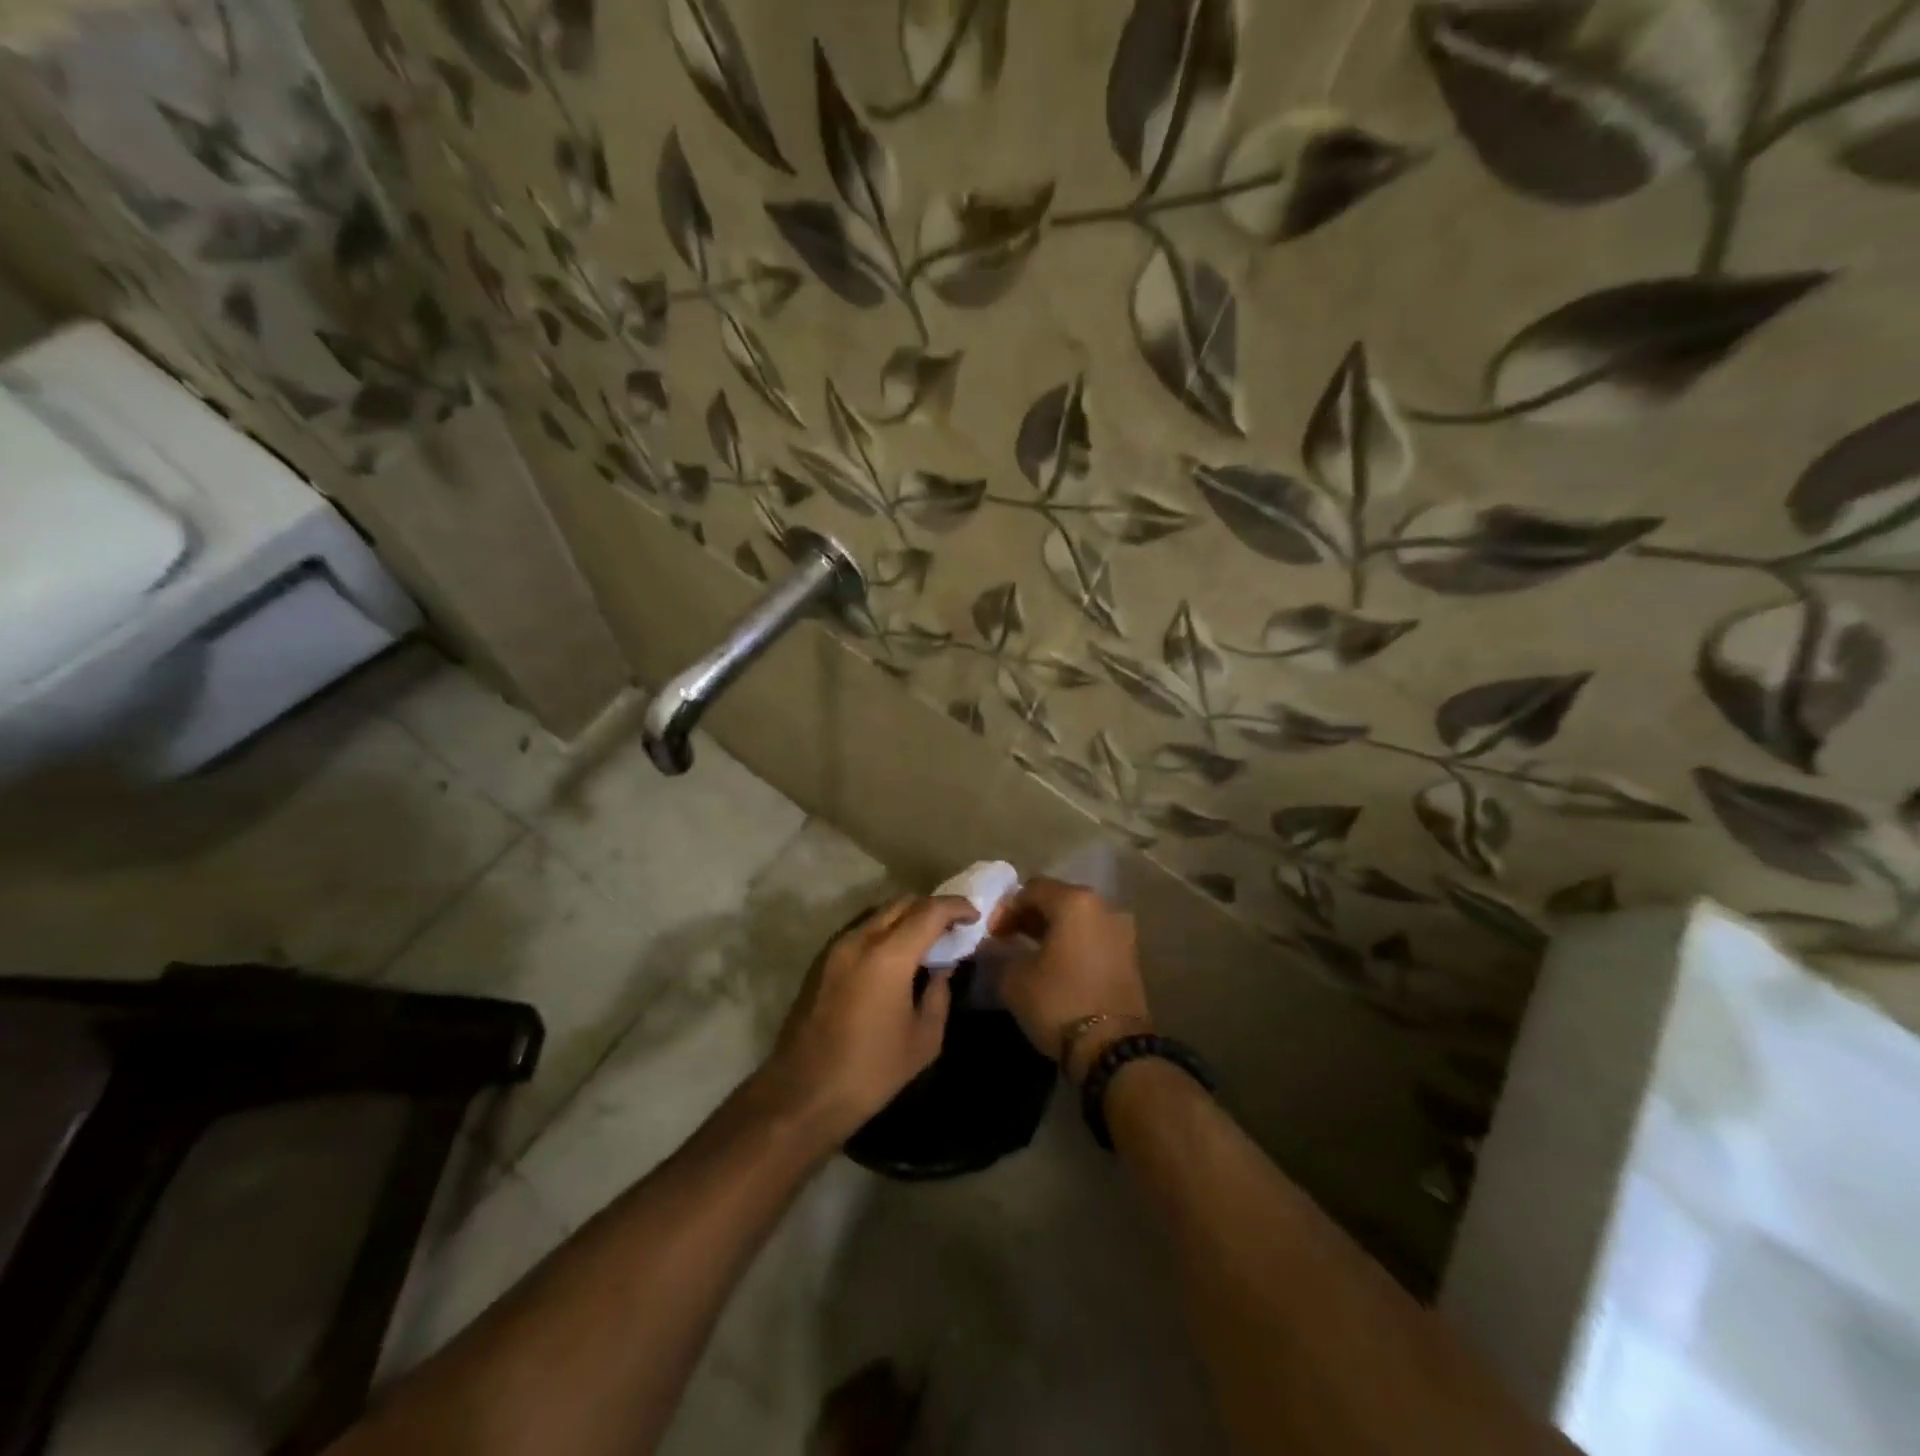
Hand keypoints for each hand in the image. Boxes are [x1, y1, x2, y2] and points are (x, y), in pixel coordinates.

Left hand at [761, 895, 977, 1140]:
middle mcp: (860, 939)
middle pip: (902, 903)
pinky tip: (894, 958)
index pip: (930, 911)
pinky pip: (861, 930)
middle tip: (952, 929)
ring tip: (925, 942)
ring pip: (879, 913)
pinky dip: (884, 931)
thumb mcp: (923, 1039)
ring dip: (906, 917)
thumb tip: (942, 968)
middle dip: (932, 908)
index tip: (974, 916)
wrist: (803, 1095)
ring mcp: (835, 947)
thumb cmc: (871, 1072)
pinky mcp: (821, 961)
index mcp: (888, 955)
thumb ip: (939, 994)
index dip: (956, 907)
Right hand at [991, 878, 1151, 1081]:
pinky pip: (1092, 937)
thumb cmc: (1059, 1001)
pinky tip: (1054, 964)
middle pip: (1057, 899)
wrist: (1112, 1047)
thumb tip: (994, 945)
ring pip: (1077, 919)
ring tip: (1028, 953)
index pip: (1031, 889)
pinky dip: (1071, 943)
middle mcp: (1103, 906)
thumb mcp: (1014, 978)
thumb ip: (999, 952)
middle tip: (1006, 939)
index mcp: (1075, 901)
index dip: (1006, 909)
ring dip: (1051, 930)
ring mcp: (1121, 931)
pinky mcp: (1129, 955)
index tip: (991, 934)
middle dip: (1029, 917)